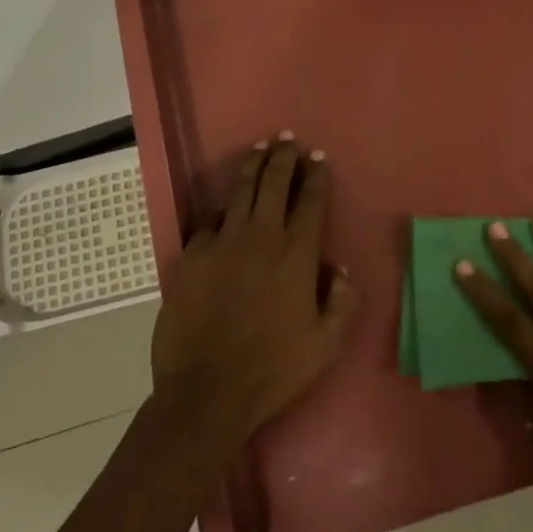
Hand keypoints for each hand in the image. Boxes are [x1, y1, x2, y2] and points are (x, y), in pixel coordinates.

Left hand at [150, 134, 358, 447]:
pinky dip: (219, 207)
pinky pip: (208, 220)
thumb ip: (341, 302)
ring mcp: (222, 242)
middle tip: (287, 140)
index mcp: (296, 254)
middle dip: (283, 157)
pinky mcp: (191, 255)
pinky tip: (222, 204)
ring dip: (253, 166)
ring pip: (240, 191)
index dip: (315, 175)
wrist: (206, 392)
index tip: (318, 157)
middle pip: (273, 183)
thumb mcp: (325, 345)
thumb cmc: (272, 370)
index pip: (310, 200)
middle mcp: (261, 236)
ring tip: (260, 149)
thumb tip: (340, 269)